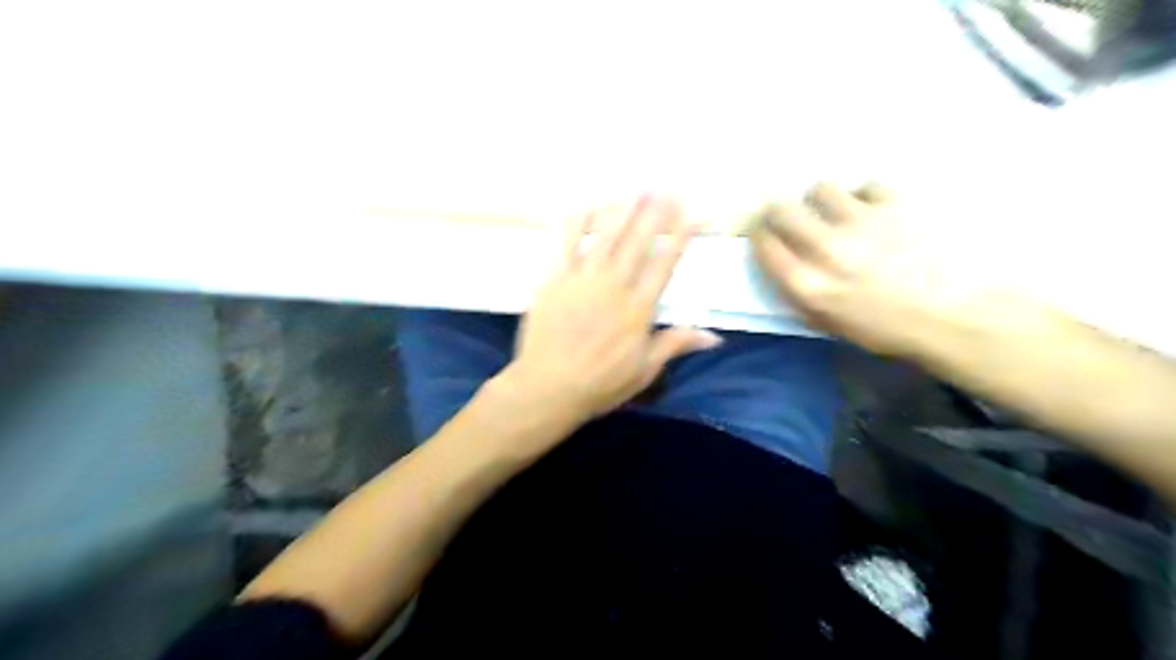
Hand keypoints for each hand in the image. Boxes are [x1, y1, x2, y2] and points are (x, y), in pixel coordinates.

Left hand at [509, 199, 721, 419]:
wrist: (547, 386)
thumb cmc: (599, 383)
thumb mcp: (644, 370)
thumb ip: (675, 345)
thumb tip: (714, 336)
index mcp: (639, 309)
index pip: (665, 264)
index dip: (681, 237)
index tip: (695, 214)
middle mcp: (614, 286)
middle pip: (638, 242)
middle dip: (655, 213)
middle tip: (666, 188)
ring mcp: (583, 279)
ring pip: (606, 236)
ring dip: (623, 210)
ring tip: (636, 189)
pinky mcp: (556, 279)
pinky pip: (568, 244)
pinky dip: (578, 223)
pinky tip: (587, 205)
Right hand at [754, 181, 984, 354]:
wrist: (956, 316)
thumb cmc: (888, 329)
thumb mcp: (830, 324)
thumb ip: (799, 294)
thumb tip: (783, 265)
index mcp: (807, 285)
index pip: (763, 244)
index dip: (760, 236)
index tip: (766, 236)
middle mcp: (826, 249)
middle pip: (781, 210)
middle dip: (780, 212)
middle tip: (792, 218)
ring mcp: (861, 222)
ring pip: (821, 189)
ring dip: (822, 201)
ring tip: (838, 212)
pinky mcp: (895, 203)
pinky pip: (866, 186)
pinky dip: (865, 197)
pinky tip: (876, 212)